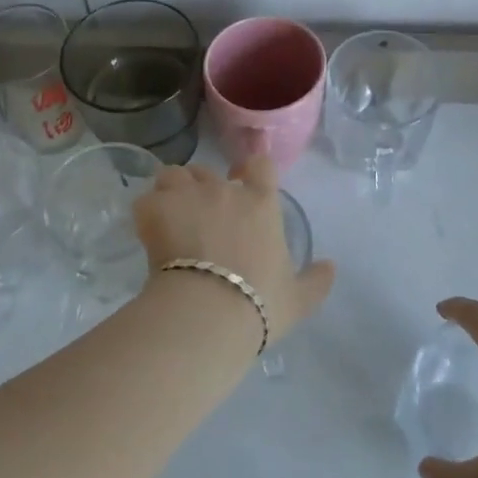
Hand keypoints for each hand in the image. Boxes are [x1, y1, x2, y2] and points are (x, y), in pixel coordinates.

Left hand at [132, 155, 335, 338]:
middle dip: (202, 188)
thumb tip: (332, 266)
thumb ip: (316, 281)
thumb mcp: (297, 300)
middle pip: (208, 171)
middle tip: (199, 218)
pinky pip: (146, 200)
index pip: (259, 165)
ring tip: (169, 219)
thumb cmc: (258, 303)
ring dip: (172, 192)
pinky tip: (148, 235)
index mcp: (261, 203)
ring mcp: (186, 195)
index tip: (241, 183)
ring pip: (173, 175)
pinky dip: (147, 214)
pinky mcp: (154, 208)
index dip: (250, 170)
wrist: (207, 312)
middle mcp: (224, 190)